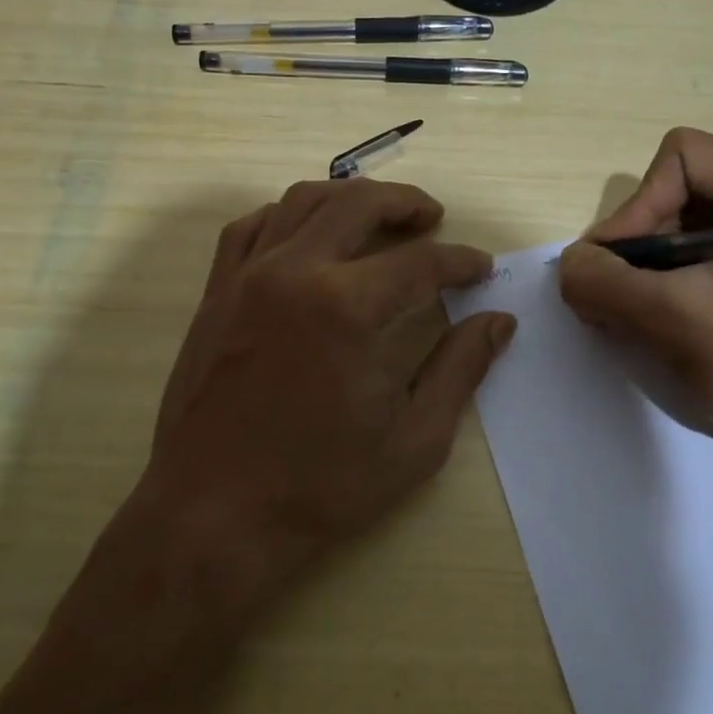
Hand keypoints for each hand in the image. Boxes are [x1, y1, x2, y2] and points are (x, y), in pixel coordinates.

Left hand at [134, 178, 514, 608]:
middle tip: (433, 218)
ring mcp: (246, 276)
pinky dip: (287, 215)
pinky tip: (308, 234)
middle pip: (358, 205)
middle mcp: (294, 272)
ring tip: (378, 216)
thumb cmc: (319, 486)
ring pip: (303, 201)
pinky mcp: (216, 291)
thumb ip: (460, 370)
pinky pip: (251, 226)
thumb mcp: (413, 439)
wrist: (213, 515)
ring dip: (349, 198)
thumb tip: (499, 322)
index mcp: (347, 308)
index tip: (480, 268)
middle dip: (406, 204)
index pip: (420, 263)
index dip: (459, 262)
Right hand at [557, 128, 712, 465]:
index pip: (681, 159)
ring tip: (627, 316)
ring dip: (646, 271)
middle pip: (679, 193)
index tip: (613, 267)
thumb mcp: (681, 321)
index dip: (637, 207)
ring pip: (683, 230)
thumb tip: (567, 265)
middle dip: (638, 245)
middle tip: (611, 296)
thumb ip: (608, 284)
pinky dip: (666, 287)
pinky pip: (700, 261)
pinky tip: (655, 325)